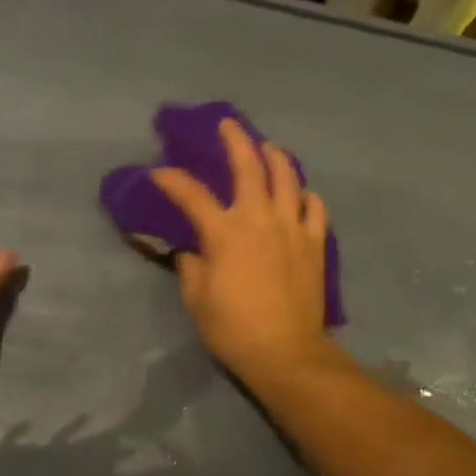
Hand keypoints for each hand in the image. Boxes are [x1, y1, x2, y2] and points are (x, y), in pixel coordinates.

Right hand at [152, 119, 332, 381]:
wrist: (285, 350)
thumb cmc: (233, 328)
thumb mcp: (197, 298)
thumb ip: (191, 265)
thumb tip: (191, 249)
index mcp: (225, 231)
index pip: (192, 194)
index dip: (172, 180)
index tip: (159, 173)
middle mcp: (260, 218)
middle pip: (249, 166)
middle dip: (235, 140)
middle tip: (228, 125)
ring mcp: (292, 226)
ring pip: (288, 177)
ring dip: (276, 157)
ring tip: (268, 148)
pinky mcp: (315, 242)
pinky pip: (315, 207)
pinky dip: (306, 195)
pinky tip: (300, 195)